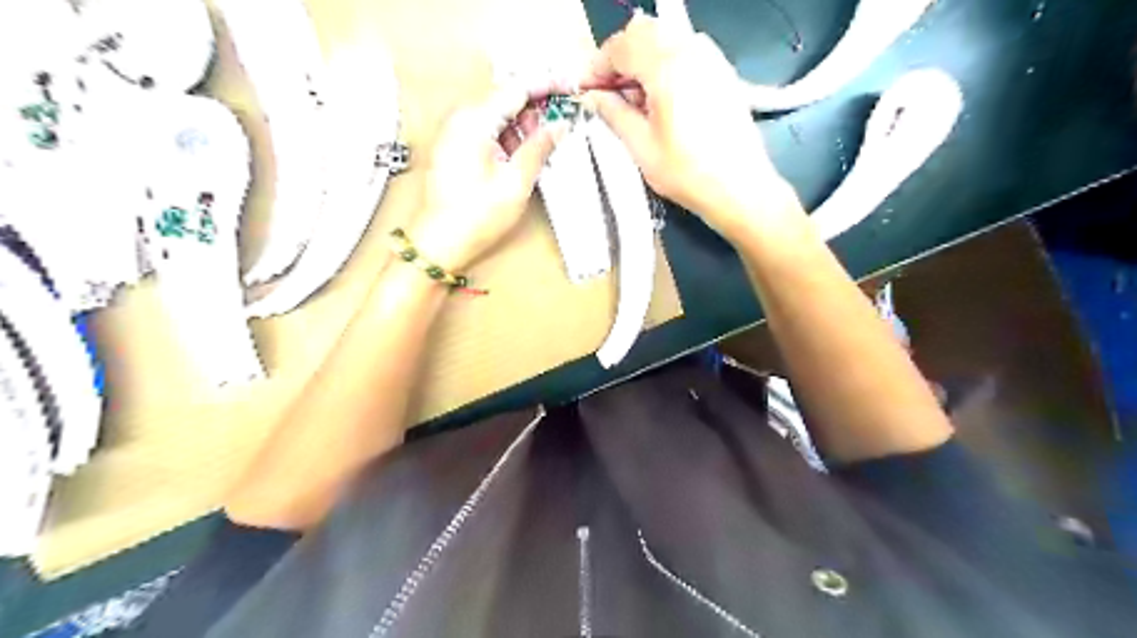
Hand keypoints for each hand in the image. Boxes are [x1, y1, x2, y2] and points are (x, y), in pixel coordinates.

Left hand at [408, 83, 568, 267]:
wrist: (441, 242)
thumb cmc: (476, 216)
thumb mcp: (516, 182)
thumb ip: (539, 148)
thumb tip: (558, 126)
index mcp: (474, 121)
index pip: (516, 88)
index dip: (545, 87)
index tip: (568, 89)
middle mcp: (461, 119)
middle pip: (504, 98)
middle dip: (534, 108)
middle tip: (558, 126)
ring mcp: (455, 133)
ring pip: (496, 114)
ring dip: (521, 125)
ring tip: (540, 148)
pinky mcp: (455, 148)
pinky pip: (486, 130)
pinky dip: (507, 137)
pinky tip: (520, 156)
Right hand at [586, 11, 798, 237]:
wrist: (739, 187)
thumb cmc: (686, 172)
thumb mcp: (640, 147)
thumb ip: (614, 113)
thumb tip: (594, 96)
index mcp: (666, 67)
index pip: (622, 45)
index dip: (598, 65)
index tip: (588, 89)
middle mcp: (691, 50)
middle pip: (644, 32)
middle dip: (620, 57)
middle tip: (610, 91)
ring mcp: (711, 58)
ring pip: (666, 37)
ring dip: (643, 58)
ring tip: (636, 98)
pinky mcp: (723, 71)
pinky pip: (687, 50)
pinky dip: (666, 62)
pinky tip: (663, 97)